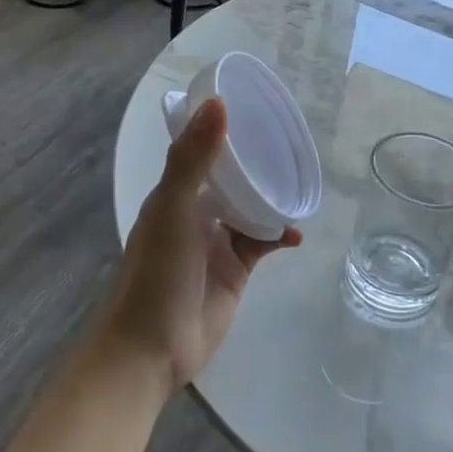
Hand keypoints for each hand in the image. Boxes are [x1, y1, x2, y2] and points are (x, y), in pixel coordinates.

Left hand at [101, 97, 300, 389]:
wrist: (152, 348)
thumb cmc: (157, 272)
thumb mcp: (172, 208)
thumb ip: (193, 158)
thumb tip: (219, 102)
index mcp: (174, 193)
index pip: (202, 151)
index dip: (225, 131)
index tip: (256, 109)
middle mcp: (195, 213)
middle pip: (230, 179)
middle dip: (256, 164)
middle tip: (290, 145)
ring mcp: (216, 243)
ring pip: (249, 210)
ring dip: (271, 199)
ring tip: (300, 184)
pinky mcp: (236, 271)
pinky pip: (261, 243)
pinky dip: (279, 236)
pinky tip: (296, 234)